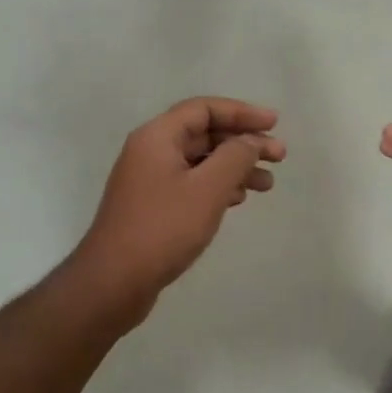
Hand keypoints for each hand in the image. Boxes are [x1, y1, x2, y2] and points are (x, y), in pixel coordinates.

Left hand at [74, 97, 284, 321]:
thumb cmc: (162, 229)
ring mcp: (150, 180)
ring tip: (267, 184)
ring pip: (201, 161)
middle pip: (204, 133)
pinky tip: (238, 200)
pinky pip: (192, 183)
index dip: (242, 112)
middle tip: (279, 156)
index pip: (204, 109)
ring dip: (235, 167)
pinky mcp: (153, 206)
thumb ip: (235, 157)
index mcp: (157, 136)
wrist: (112, 283)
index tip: (274, 124)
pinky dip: (218, 186)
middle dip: (244, 142)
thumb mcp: (208, 189)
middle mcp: (151, 151)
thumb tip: (251, 140)